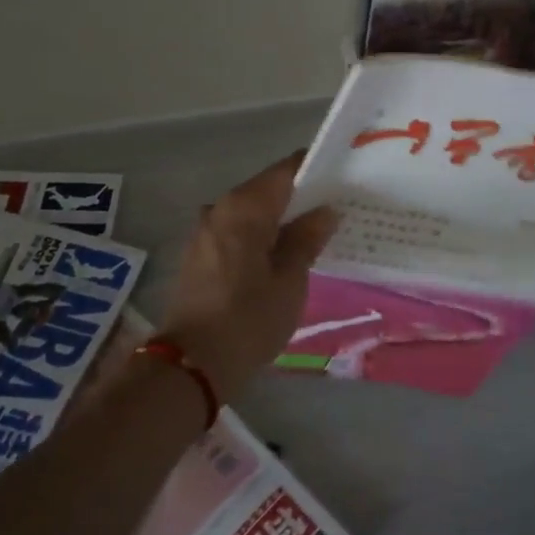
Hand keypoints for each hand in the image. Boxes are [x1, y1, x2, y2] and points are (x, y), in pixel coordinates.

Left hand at [160, 153, 338, 402]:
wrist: (191, 364)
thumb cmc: (248, 319)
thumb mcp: (290, 281)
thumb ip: (307, 239)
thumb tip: (324, 211)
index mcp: (244, 206)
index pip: (286, 170)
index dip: (316, 170)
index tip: (343, 179)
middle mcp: (220, 207)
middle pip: (268, 189)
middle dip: (300, 198)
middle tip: (337, 210)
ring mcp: (205, 230)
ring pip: (252, 212)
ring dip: (280, 219)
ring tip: (314, 235)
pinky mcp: (199, 253)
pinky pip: (237, 231)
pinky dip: (261, 236)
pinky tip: (282, 255)